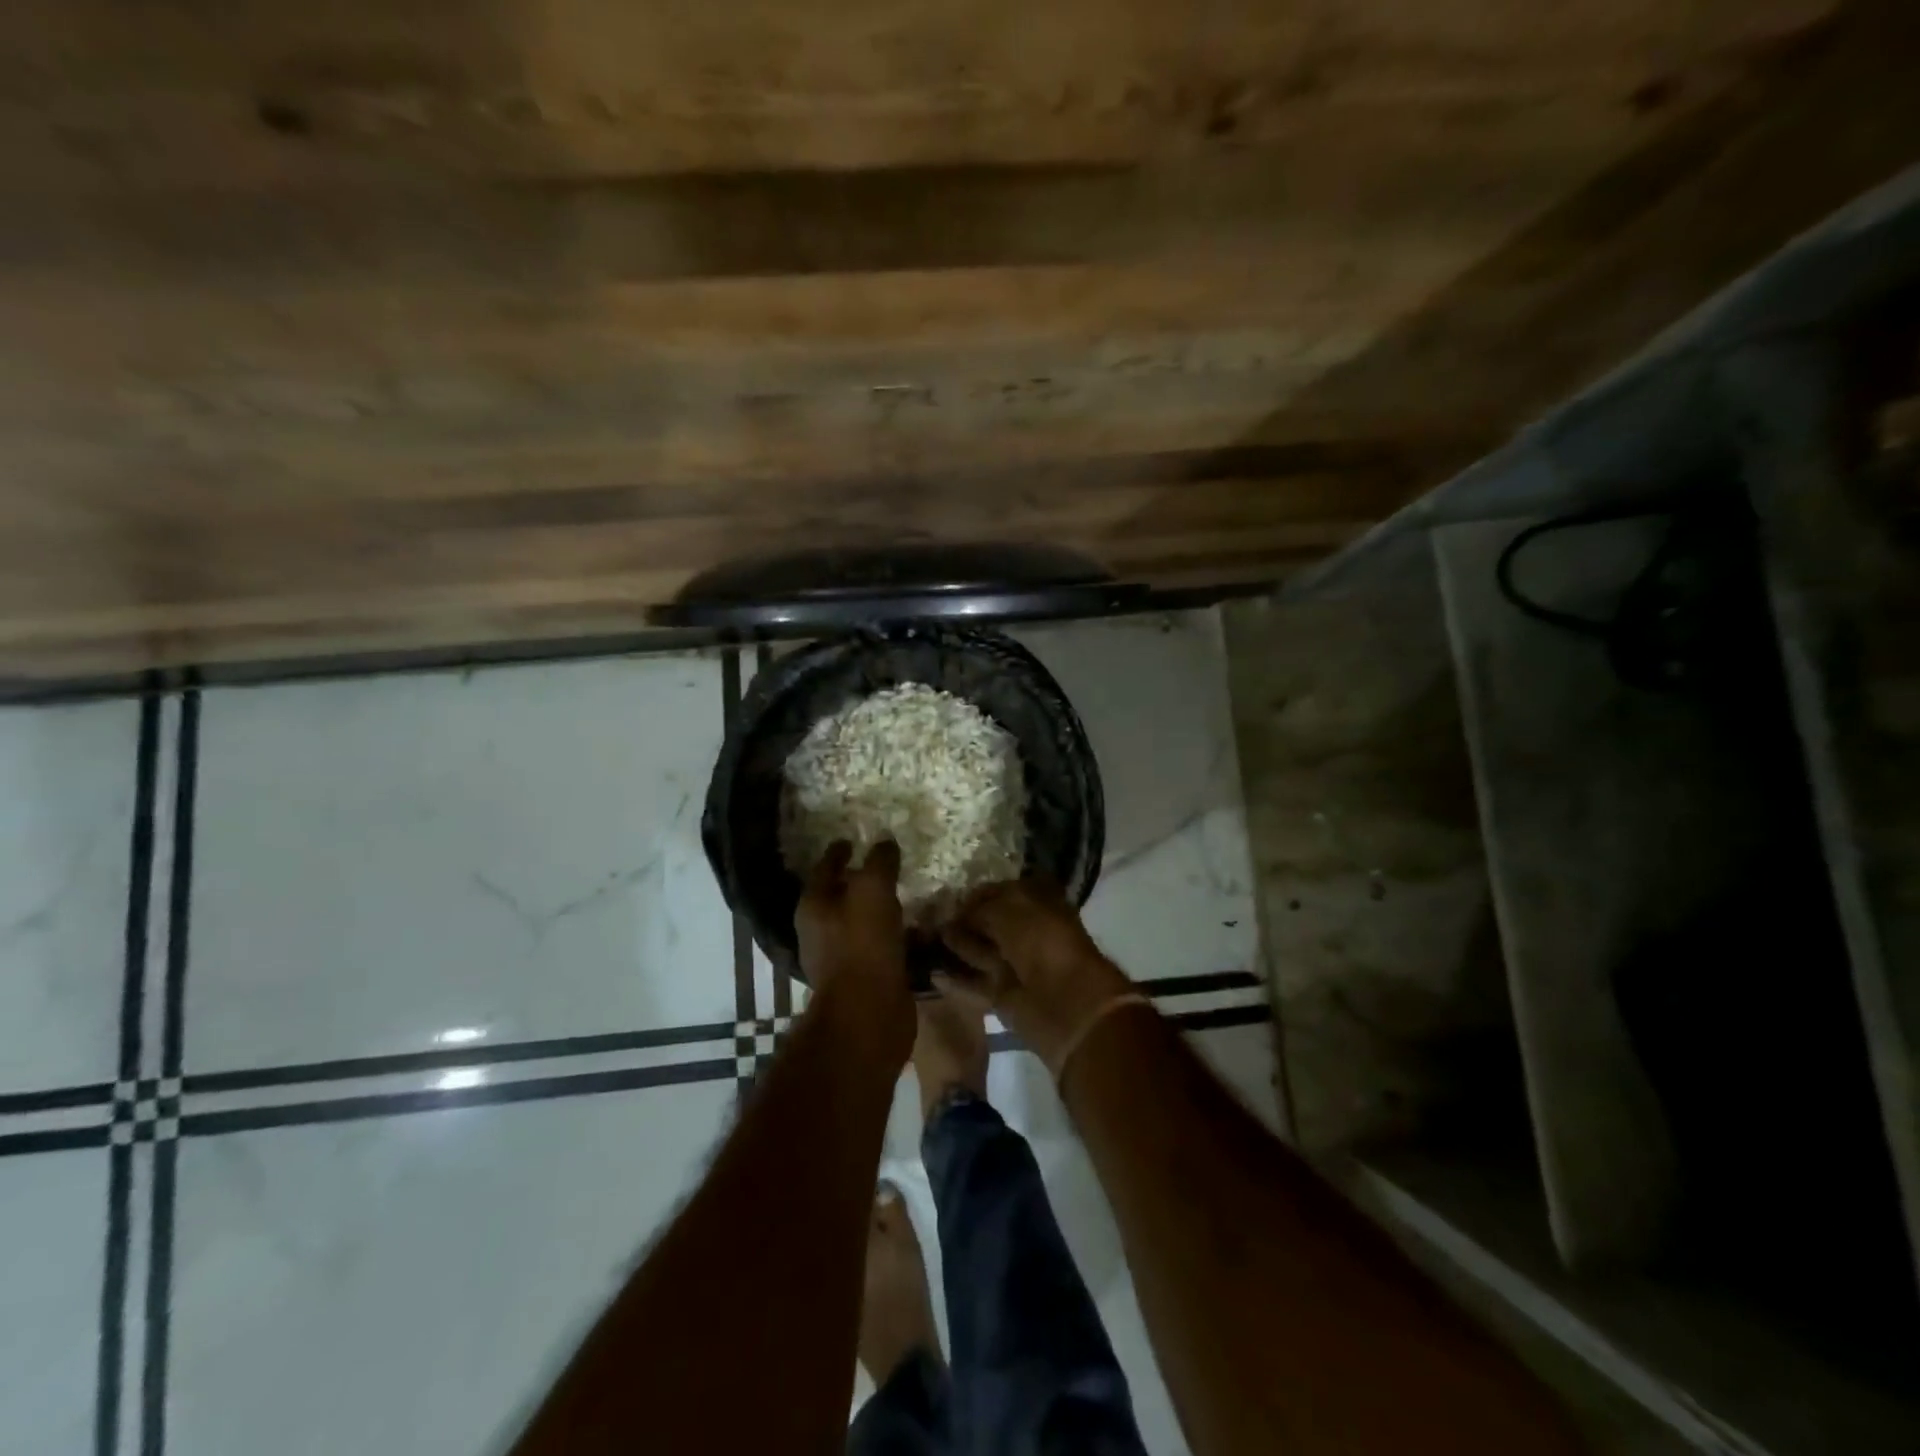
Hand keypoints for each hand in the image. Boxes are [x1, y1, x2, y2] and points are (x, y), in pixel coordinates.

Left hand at [794, 841, 913, 1063]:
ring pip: (859, 923)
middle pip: (837, 897)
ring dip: (877, 911)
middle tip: (882, 867)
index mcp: (813, 906)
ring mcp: (839, 958)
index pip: (824, 868)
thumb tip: (885, 843)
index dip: (838, 852)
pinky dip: (892, 936)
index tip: (851, 841)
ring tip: (902, 897)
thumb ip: (879, 863)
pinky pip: (878, 947)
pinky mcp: (863, 979)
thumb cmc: (863, 945)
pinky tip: (913, 931)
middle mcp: (819, 931)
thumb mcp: (873, 890)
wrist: (868, 1013)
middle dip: (856, 882)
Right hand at [940, 877, 1132, 1066]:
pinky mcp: (1004, 994)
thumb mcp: (1008, 911)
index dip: (974, 895)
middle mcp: (1026, 930)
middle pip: (988, 922)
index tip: (945, 897)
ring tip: (922, 941)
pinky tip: (931, 973)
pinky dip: (955, 980)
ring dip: (954, 947)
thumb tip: (955, 915)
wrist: (1066, 1002)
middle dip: (960, 920)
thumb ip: (978, 909)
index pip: (999, 891)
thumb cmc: (1042, 942)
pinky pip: (975, 983)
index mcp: (1037, 901)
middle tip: (926, 918)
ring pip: (979, 951)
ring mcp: (1015, 963)